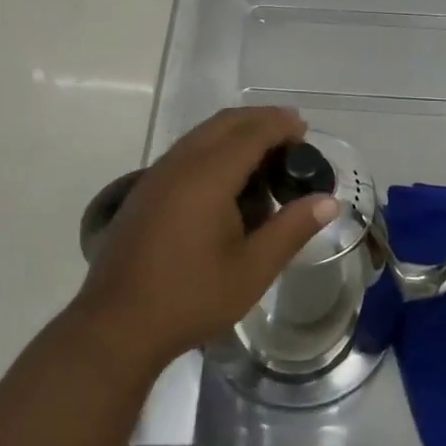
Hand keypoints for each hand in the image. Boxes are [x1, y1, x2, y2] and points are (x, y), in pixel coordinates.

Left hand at [74, 106, 337, 373]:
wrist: (118, 323)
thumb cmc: (191, 297)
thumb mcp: (253, 269)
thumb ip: (291, 229)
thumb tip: (328, 201)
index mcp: (208, 175)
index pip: (251, 132)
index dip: (281, 125)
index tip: (305, 129)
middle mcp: (181, 162)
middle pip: (225, 123)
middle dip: (260, 121)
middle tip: (291, 137)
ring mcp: (157, 174)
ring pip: (202, 134)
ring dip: (235, 133)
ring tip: (264, 156)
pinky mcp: (145, 189)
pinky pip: (186, 151)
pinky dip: (213, 148)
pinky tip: (227, 180)